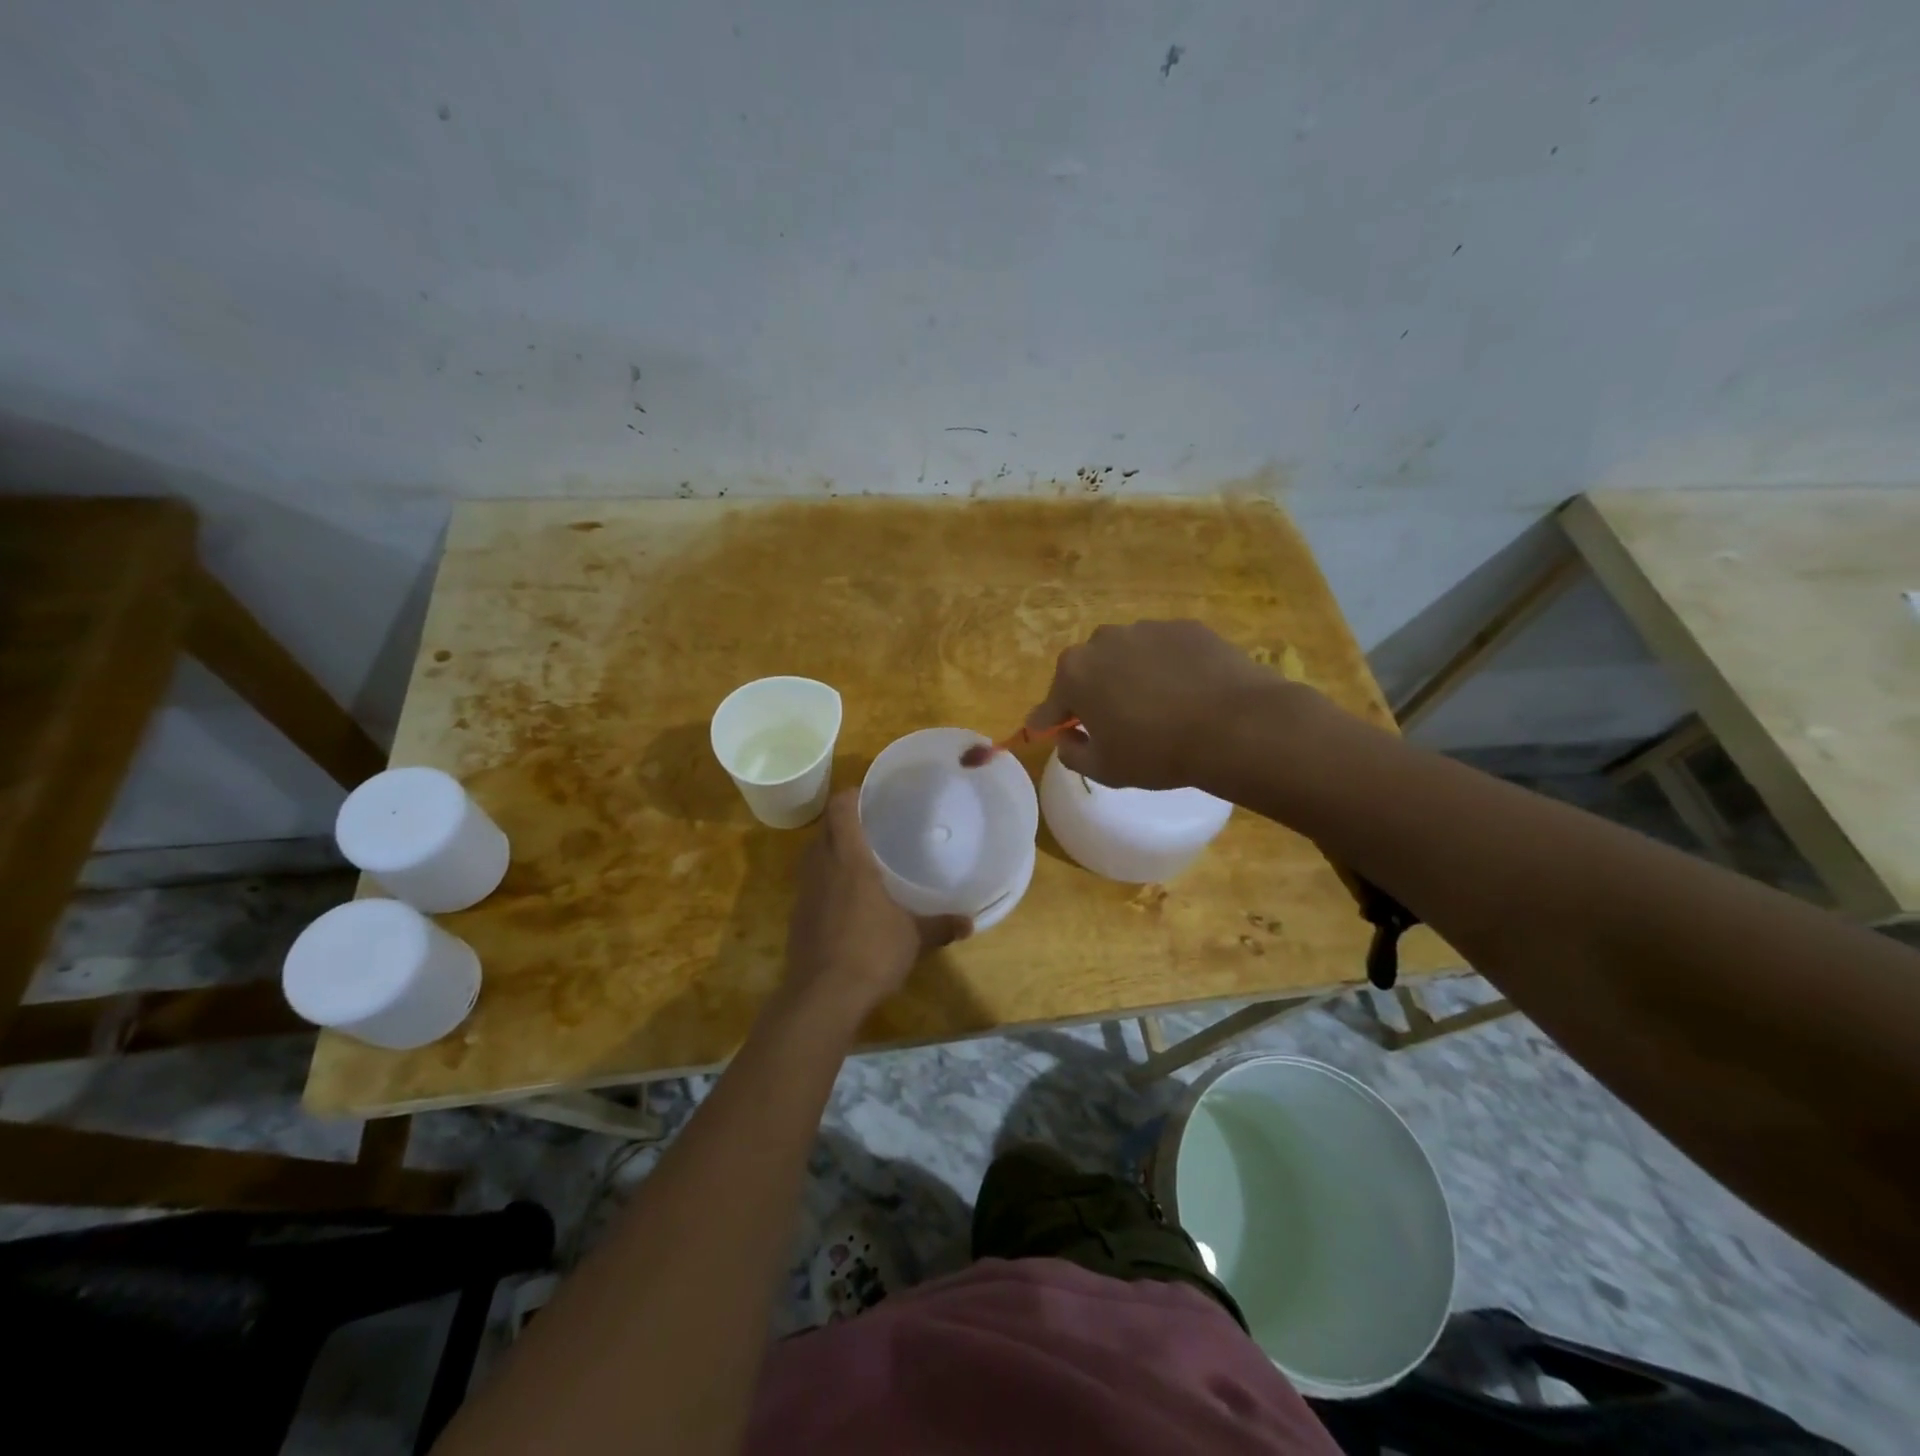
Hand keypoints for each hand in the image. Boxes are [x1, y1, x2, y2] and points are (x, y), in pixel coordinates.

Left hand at [782, 792, 970, 1022]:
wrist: (821, 996)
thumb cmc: (871, 952)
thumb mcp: (913, 937)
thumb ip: (940, 925)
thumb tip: (969, 922)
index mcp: (848, 859)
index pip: (841, 809)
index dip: (851, 795)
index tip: (870, 794)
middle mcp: (821, 867)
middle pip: (825, 829)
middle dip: (843, 822)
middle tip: (871, 825)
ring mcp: (804, 892)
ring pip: (813, 856)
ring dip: (831, 851)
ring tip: (860, 858)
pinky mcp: (797, 917)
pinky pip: (810, 884)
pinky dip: (825, 881)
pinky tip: (846, 898)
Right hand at [1025, 620, 1289, 790]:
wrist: (1234, 725)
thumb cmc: (1156, 751)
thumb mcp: (1104, 769)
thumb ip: (1072, 753)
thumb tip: (1067, 738)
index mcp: (1075, 673)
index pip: (1051, 703)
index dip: (1050, 720)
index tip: (1048, 730)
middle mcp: (1104, 641)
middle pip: (1089, 671)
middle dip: (1095, 693)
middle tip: (1116, 723)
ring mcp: (1148, 628)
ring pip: (1128, 656)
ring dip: (1132, 677)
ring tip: (1159, 707)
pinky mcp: (1187, 627)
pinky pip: (1166, 650)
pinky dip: (1169, 667)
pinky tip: (1189, 693)